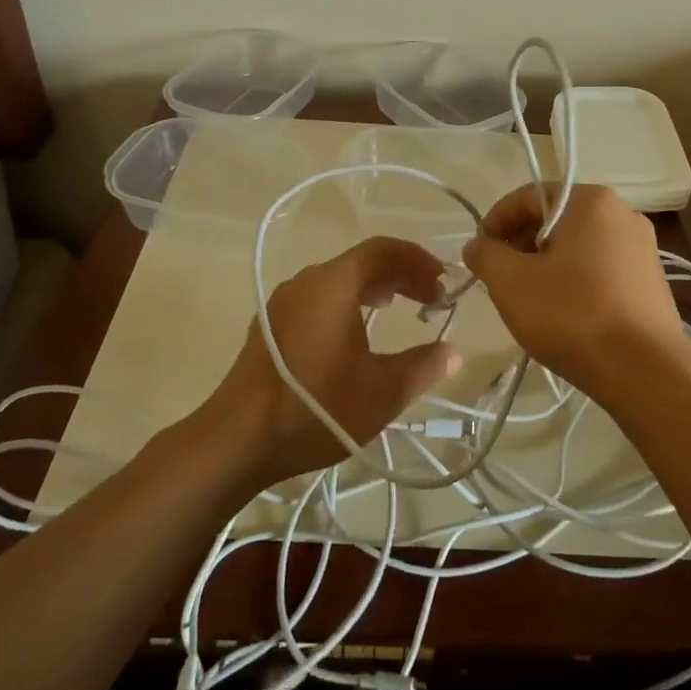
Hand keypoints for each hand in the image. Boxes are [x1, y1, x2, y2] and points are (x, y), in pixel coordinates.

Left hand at [195, 237, 462, 490]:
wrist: (237, 439)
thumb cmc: (316, 408)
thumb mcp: (382, 392)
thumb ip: (424, 366)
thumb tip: (453, 352)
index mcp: (333, 284)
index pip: (382, 249)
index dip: (418, 260)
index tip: (443, 282)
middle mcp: (306, 282)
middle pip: (360, 261)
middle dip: (400, 274)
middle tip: (431, 299)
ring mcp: (283, 302)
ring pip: (338, 279)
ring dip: (374, 287)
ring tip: (400, 307)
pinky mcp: (270, 324)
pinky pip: (318, 296)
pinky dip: (348, 301)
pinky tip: (357, 329)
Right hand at [462, 184, 690, 408]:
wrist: (645, 373)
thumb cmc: (572, 316)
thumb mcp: (511, 283)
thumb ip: (486, 255)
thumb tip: (478, 245)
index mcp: (591, 201)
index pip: (529, 196)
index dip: (495, 221)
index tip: (479, 252)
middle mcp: (623, 213)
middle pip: (556, 218)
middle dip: (521, 244)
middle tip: (500, 277)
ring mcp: (643, 248)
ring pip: (578, 245)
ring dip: (546, 264)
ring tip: (527, 298)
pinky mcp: (652, 280)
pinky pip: (600, 267)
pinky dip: (574, 280)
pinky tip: (562, 312)